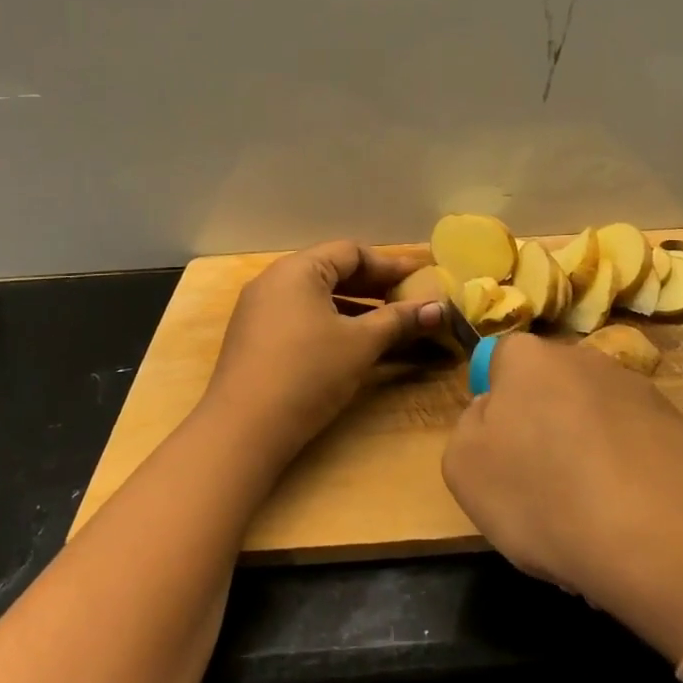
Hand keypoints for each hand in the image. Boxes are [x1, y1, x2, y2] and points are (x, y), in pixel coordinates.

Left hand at [203, 240, 442, 460]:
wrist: (243, 430)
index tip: (420, 279)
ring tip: (386, 322)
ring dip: (354, 306)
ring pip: (316, 296)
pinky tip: (351, 342)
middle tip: (408, 300)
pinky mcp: (254, 338)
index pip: (351, 252)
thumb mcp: (361, 344)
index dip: (389, 265)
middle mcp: (273, 280)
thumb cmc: (308, 373)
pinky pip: (300, 316)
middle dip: (373, 285)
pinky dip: (330, 322)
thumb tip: (440, 308)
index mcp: (297, 270)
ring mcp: (259, 310)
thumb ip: (399, 320)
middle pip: (332, 270)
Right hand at [442, 333, 682, 661]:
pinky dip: (626, 475)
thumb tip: (493, 414)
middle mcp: (585, 358)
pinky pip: (633, 447)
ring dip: (585, 454)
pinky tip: (629, 522)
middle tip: (540, 488)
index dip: (496, 407)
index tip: (501, 454)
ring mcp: (638, 390)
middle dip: (542, 428)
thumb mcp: (465, 468)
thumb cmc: (546, 497)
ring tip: (590, 517)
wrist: (668, 539)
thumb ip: (469, 428)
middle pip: (549, 389)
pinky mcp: (680, 426)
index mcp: (528, 357)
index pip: (499, 362)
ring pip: (592, 420)